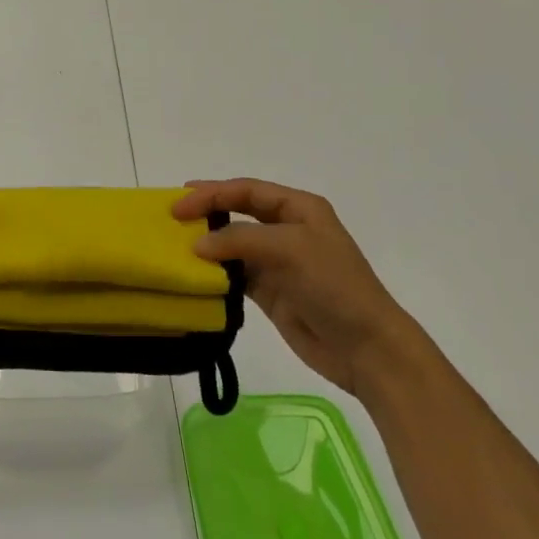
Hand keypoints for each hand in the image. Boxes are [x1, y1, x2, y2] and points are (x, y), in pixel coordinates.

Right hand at [174, 179, 416, 398]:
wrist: (367, 347)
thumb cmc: (334, 286)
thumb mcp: (289, 249)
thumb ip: (240, 239)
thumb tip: (197, 245)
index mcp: (299, 208)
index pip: (247, 191)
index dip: (212, 193)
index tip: (179, 204)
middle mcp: (288, 229)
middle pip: (239, 211)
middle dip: (207, 210)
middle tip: (172, 215)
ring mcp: (280, 262)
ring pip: (234, 244)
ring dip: (208, 243)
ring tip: (175, 243)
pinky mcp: (272, 292)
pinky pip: (236, 274)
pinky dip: (216, 272)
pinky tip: (195, 273)